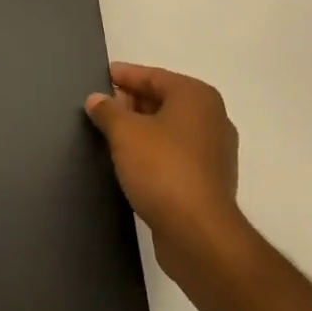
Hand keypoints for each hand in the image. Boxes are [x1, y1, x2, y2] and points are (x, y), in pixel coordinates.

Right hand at [86, 63, 245, 281]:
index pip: (153, 76)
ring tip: (111, 134)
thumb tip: (96, 99)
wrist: (199, 235)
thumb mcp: (125, 132)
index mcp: (196, 97)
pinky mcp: (210, 182)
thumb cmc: (162, 168)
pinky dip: (155, 152)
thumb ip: (108, 110)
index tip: (102, 76)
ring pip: (170, 129)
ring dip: (142, 130)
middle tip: (102, 108)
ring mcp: (215, 152)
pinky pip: (176, 154)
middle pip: (164, 100)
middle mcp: (212, 118)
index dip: (125, 75)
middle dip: (132, 103)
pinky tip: (132, 162)